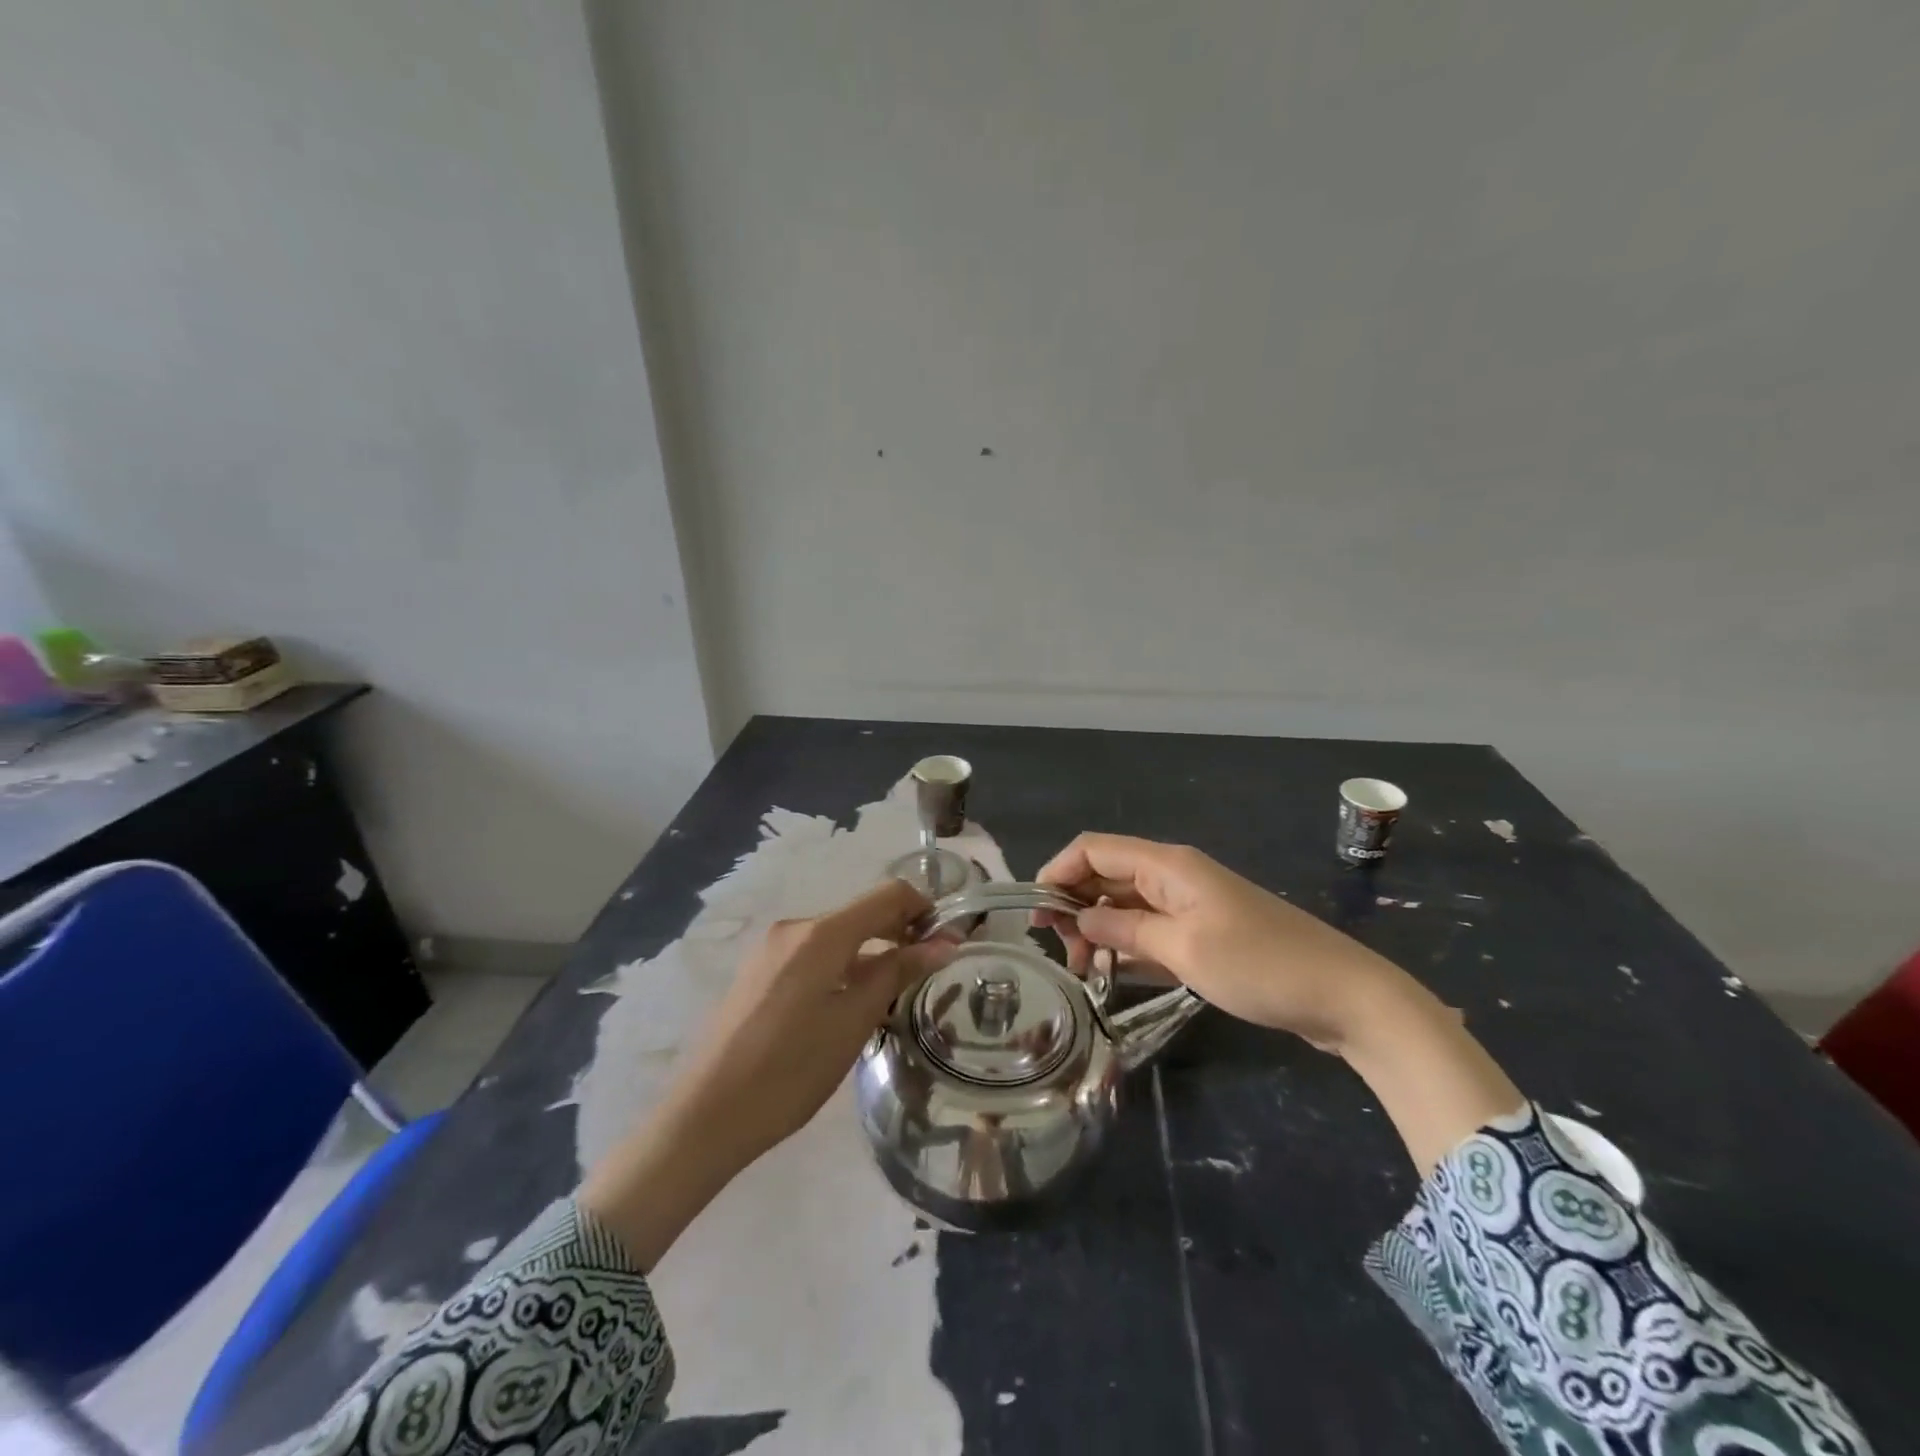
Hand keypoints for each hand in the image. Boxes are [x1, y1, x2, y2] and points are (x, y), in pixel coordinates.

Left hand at [581, 879, 952, 1266]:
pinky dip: (843, 966)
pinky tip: (849, 1005)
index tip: (948, 942)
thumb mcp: (853, 1022)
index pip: (888, 895)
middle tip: (929, 971)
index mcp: (821, 933)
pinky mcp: (760, 971)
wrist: (706, 1115)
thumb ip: (898, 973)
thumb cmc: (790, 1070)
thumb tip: (944, 943)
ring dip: (871, 953)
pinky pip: (814, 954)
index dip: (924, 909)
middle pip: (862, 913)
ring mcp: (772, 949)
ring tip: (893, 995)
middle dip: (900, 933)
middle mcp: (795, 928)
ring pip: (838, 936)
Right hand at [1035, 833, 1403, 1049]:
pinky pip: (1151, 930)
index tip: (1035, 913)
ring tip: (1086, 972)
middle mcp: (1174, 876)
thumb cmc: (1260, 965)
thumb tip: (1078, 917)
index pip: (1094, 849)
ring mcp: (1191, 905)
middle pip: (1107, 876)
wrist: (1344, 996)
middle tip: (1064, 955)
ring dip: (1100, 930)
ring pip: (1126, 905)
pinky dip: (1128, 946)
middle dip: (1076, 907)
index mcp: (1168, 865)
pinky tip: (1115, 974)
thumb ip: (1124, 928)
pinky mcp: (1204, 933)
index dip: (1057, 871)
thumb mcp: (1183, 949)